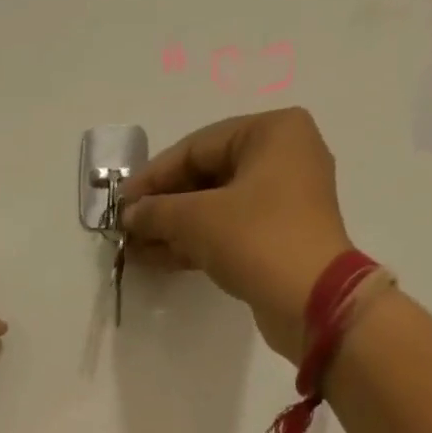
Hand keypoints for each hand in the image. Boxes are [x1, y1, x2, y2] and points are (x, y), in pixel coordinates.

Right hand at [122, 109, 356, 365]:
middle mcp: (282, 158)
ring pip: (214, 208)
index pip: (197, 146)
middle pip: (206, 177)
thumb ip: (156, 211)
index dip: (153, 176)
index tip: (121, 202)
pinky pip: (227, 231)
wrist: (310, 300)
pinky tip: (158, 258)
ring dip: (173, 229)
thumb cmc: (257, 239)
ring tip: (134, 248)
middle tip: (126, 228)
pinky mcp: (276, 238)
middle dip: (162, 206)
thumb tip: (129, 215)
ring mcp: (282, 201)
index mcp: (272, 132)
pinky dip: (194, 243)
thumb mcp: (197, 219)